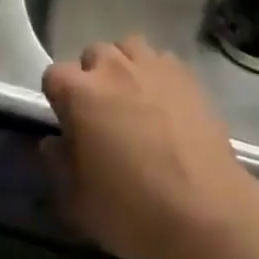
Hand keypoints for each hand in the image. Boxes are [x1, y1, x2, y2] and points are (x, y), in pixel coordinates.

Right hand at [41, 36, 258, 258]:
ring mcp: (153, 66)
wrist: (205, 210)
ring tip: (133, 99)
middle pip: (93, 54)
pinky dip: (156, 74)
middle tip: (102, 114)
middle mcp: (114, 67)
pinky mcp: (186, 74)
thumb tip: (54, 142)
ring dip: (124, 67)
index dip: (58, 98)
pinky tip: (165, 103)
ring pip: (128, 48)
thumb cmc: (133, 210)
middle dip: (92, 78)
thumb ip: (59, 165)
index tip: (68, 124)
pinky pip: (162, 60)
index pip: (54, 75)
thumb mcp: (79, 202)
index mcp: (80, 93)